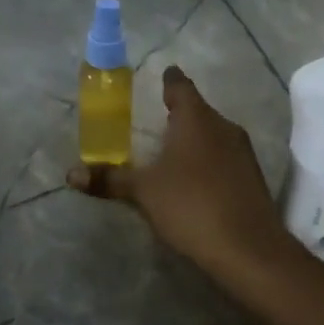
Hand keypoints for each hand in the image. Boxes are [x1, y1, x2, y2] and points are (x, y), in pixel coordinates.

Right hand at [67, 65, 291, 276]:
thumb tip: (71, 174)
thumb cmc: (191, 205)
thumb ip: (110, 180)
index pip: (180, 86)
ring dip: (194, 138)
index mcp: (196, 118)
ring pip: (213, 134)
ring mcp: (243, 152)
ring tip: (171, 150)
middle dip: (179, 113)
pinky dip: (208, 160)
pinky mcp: (252, 177)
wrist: (249, 249)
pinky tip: (194, 179)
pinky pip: (224, 157)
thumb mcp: (144, 192)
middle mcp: (223, 126)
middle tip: (155, 117)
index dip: (169, 80)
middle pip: (198, 110)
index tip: (162, 75)